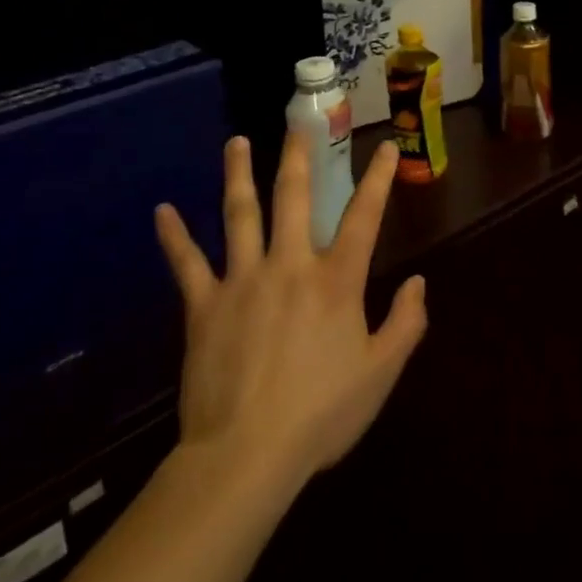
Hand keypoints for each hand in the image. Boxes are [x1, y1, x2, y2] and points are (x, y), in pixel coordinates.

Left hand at [155, 133, 427, 488]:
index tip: (384, 145)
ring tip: (235, 143)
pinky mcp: (204, 305)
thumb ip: (406, 324)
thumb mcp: (380, 374)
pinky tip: (162, 212)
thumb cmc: (320, 415)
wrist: (246, 457)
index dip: (378, 178)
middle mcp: (290, 264)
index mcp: (336, 280)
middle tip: (296, 125)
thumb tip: (420, 282)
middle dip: (298, 157)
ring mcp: (243, 279)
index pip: (364, 215)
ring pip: (239, 214)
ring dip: (238, 174)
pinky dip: (173, 237)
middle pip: (293, 198)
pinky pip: (186, 264)